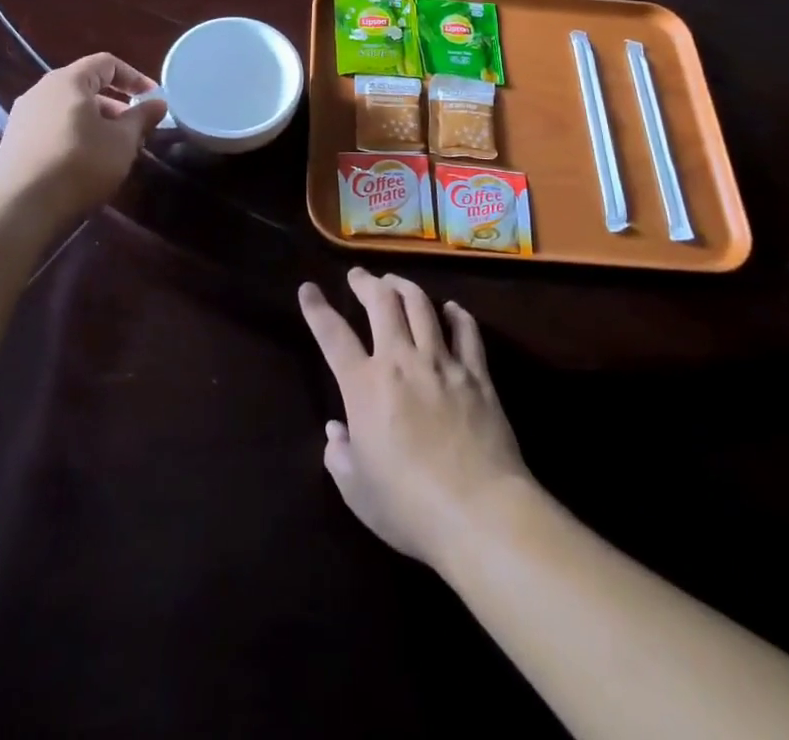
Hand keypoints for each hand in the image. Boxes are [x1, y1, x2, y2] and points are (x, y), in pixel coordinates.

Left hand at [0, 53, 167, 224]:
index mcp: (68, 81)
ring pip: (69, 109)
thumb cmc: (79, 164)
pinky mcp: (15, 141)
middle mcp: (41, 90)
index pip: (106, 63)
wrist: (20, 207)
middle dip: (115, 104)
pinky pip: (53, 126)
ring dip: (96, 121)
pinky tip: (85, 162)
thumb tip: (158, 102)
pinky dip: (75, 134)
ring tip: (114, 148)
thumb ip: (141, 118)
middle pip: (85, 86)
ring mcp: (23, 116)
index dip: (134, 77)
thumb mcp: (122, 141)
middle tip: (136, 127)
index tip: (153, 97)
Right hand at [299, 269, 530, 572]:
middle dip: (366, 282)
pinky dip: (457, 314)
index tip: (308, 288)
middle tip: (359, 276)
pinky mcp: (477, 374)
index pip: (332, 335)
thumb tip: (336, 431)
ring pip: (421, 305)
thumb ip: (340, 456)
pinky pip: (467, 331)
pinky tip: (452, 309)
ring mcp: (442, 363)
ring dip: (405, 286)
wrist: (479, 513)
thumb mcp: (357, 491)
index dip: (316, 308)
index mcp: (364, 386)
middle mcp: (401, 361)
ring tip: (396, 281)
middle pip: (382, 302)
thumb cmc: (409, 507)